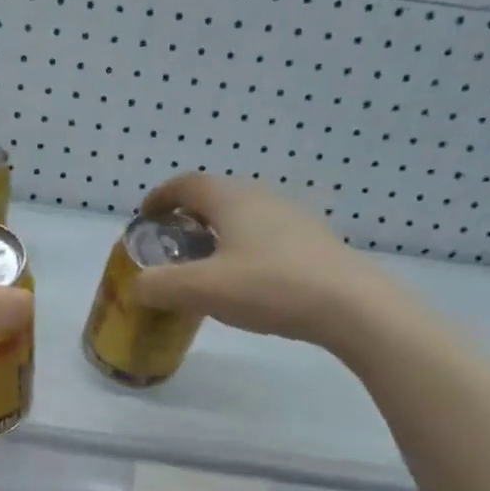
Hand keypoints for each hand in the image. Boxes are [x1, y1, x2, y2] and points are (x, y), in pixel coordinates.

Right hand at [129, 173, 391, 347]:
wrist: (351, 305)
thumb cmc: (270, 286)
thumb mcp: (203, 290)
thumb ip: (161, 286)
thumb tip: (137, 286)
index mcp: (231, 199)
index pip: (186, 184)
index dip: (160, 197)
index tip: (145, 217)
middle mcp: (262, 197)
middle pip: (215, 197)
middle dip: (187, 216)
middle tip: (172, 245)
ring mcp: (293, 217)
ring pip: (243, 216)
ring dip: (217, 233)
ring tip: (207, 265)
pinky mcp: (313, 241)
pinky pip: (265, 235)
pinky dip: (243, 247)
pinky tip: (247, 280)